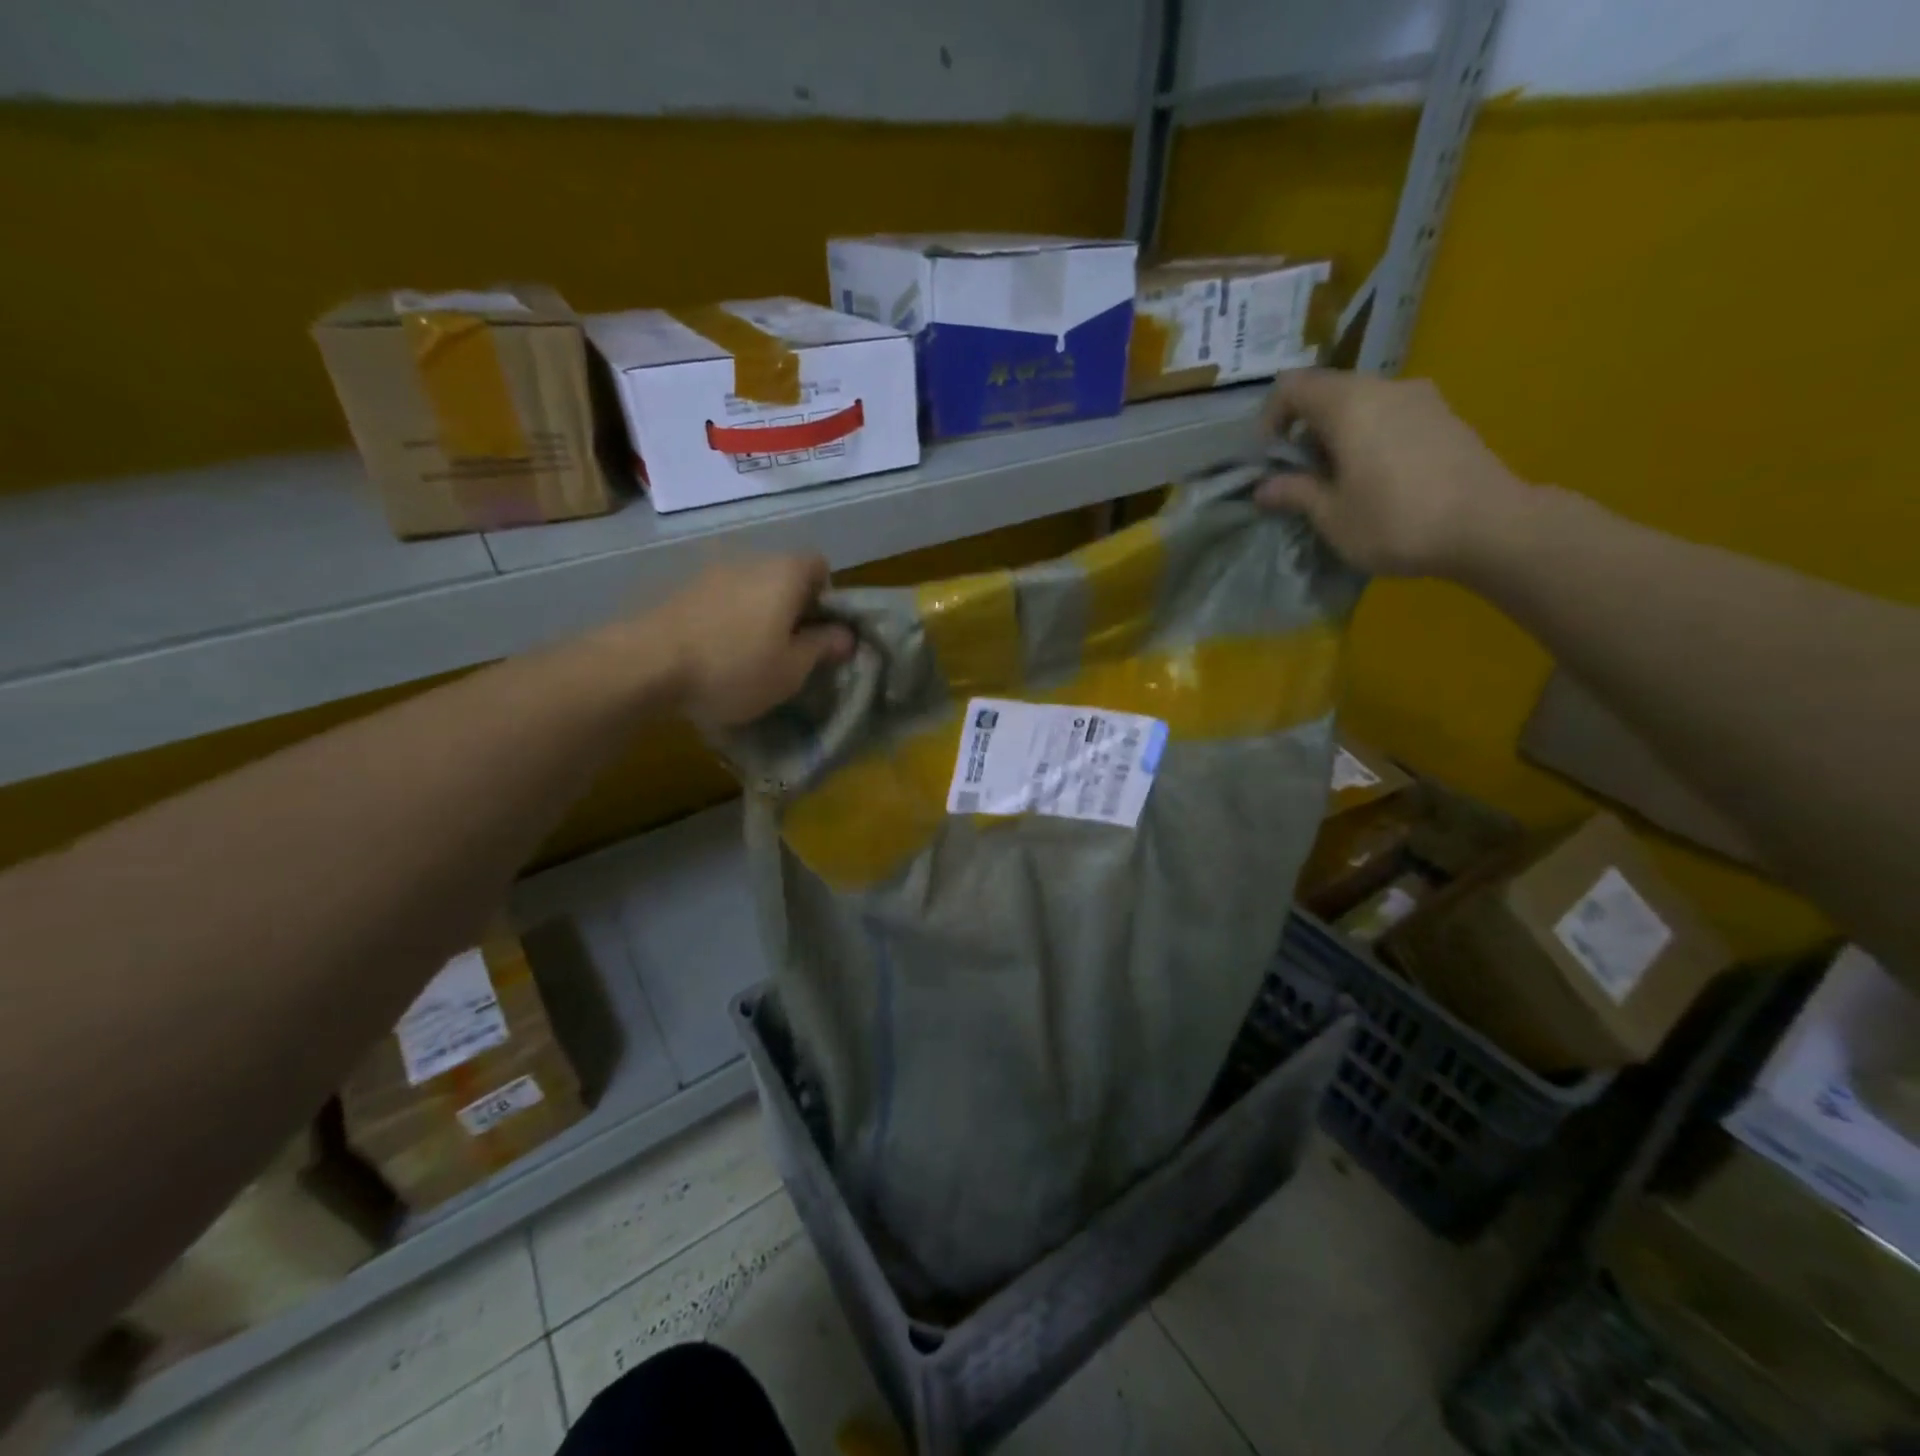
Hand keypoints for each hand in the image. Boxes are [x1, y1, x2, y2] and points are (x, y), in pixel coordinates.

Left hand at [643, 555, 854, 725]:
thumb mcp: (791, 670)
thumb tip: (846, 635)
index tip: (817, 632)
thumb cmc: (734, 667)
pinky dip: (723, 619)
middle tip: (786, 649)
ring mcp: (708, 571)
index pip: (819, 565)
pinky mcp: (677, 588)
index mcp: (784, 573)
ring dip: (754, 614)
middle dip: (789, 607)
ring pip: (747, 588)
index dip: (826, 597)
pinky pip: (716, 599)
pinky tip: (713, 653)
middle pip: (782, 575)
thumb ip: (822, 647)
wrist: (646, 664)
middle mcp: (749, 560)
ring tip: (746, 655)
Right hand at [1254, 369, 1530, 577]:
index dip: (1270, 419)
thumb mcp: (1332, 516)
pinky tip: (1377, 480)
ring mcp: (1422, 399)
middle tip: (1300, 476)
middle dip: (1305, 430)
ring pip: (1362, 404)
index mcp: (1349, 404)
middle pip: (1328, 392)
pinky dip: (1370, 438)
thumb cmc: (1395, 520)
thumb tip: (1263, 488)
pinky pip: (1391, 416)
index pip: (1292, 387)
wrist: (1489, 526)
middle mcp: (1385, 388)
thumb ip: (1294, 493)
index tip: (1269, 459)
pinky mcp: (1445, 417)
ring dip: (1339, 436)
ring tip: (1339, 481)